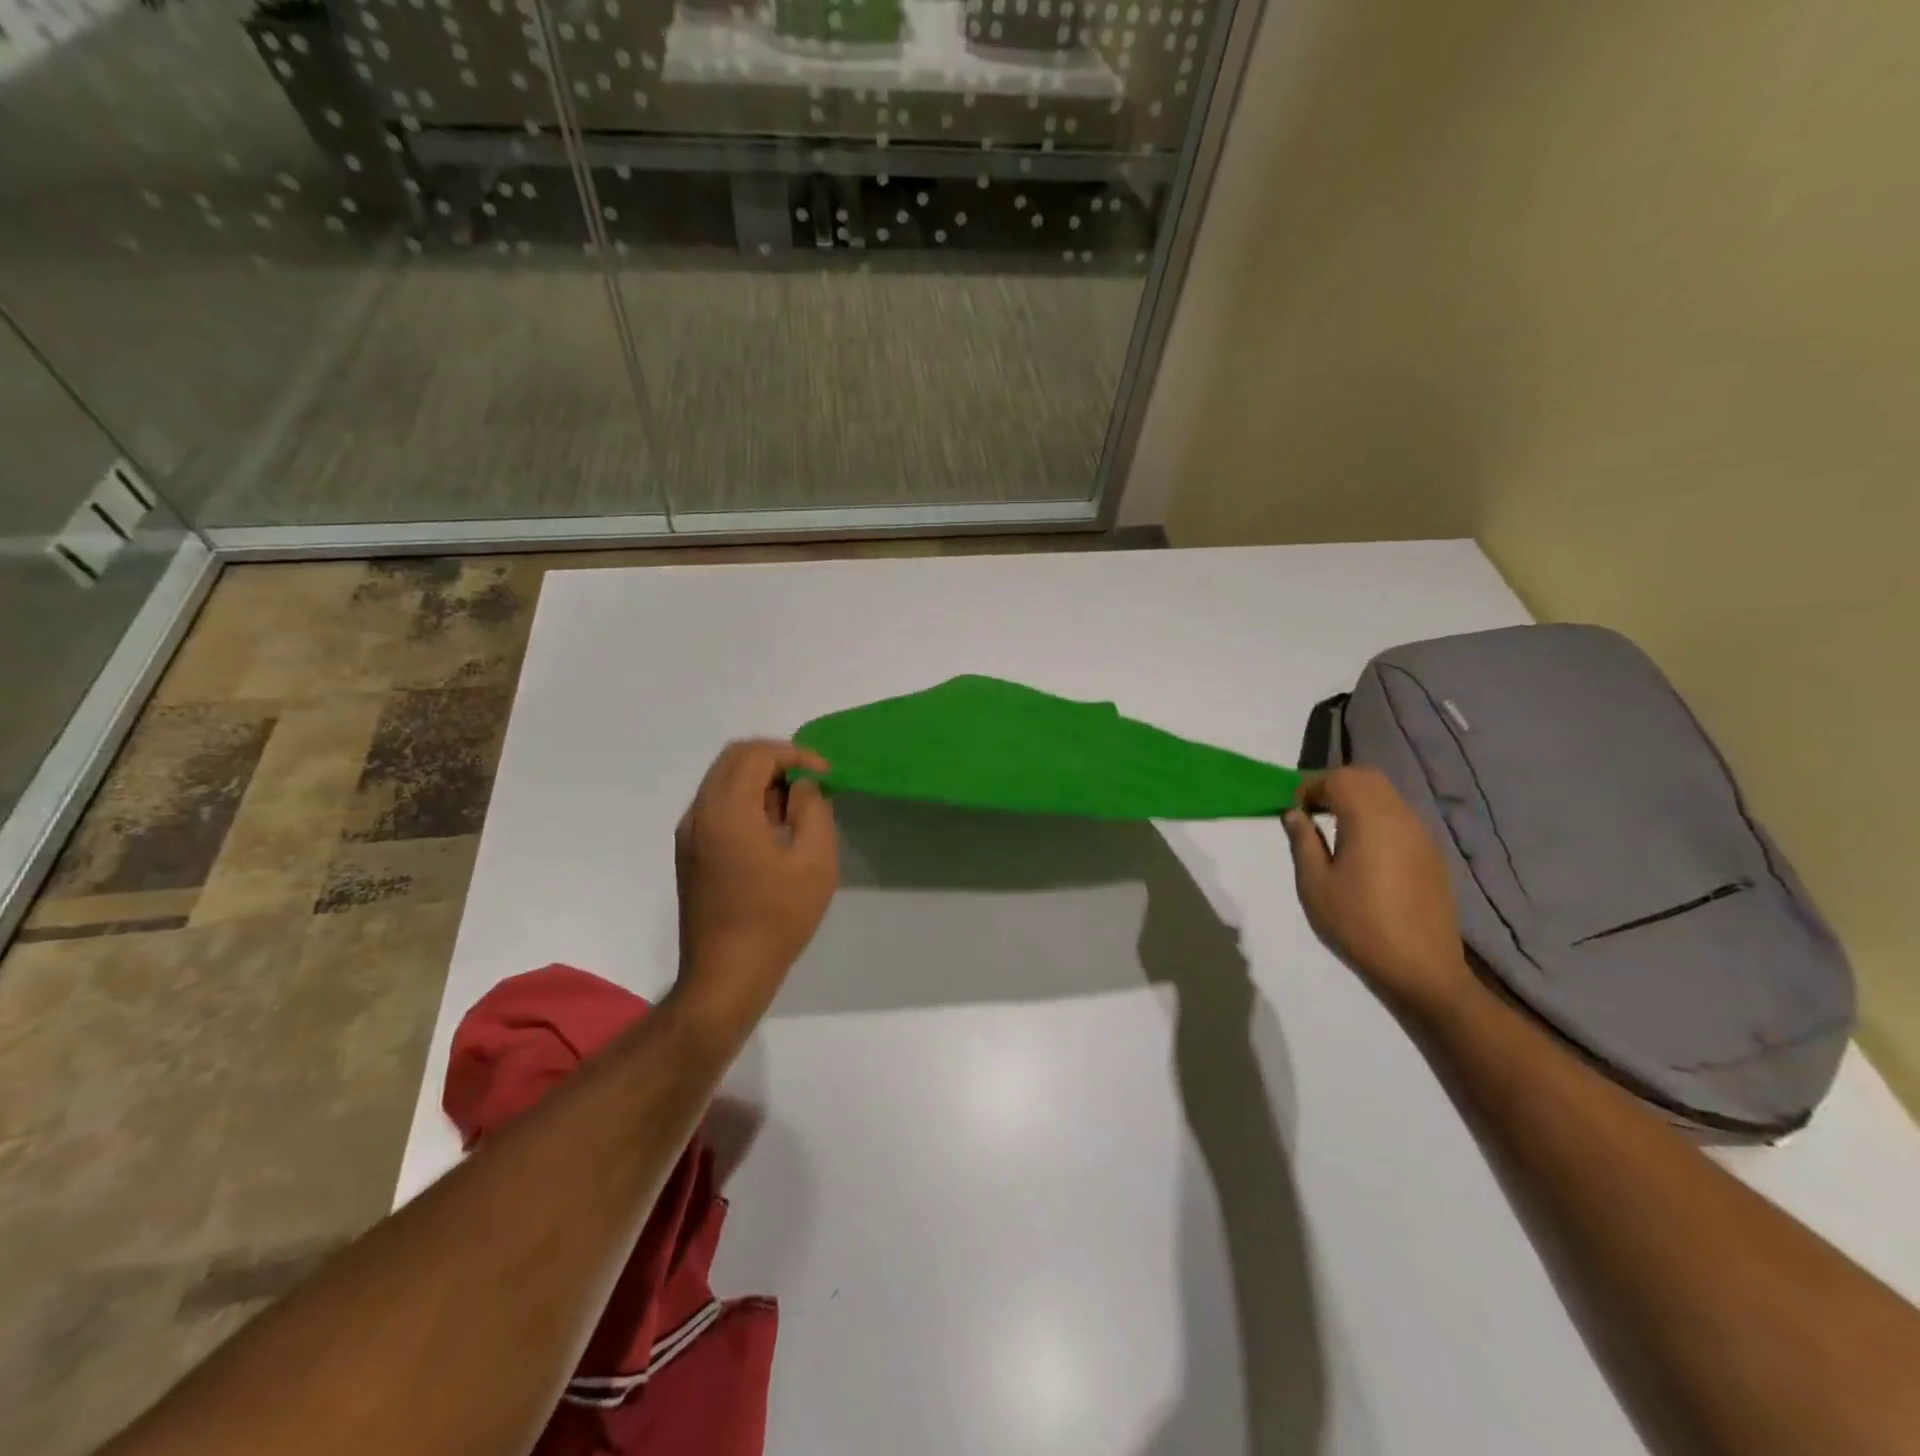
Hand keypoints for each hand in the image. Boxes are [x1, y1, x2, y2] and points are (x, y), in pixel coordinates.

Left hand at [674, 740, 838, 1022]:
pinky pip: (717, 806)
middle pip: (734, 759)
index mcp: (726, 810)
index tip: (825, 775)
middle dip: (776, 760)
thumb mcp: (815, 862)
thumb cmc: (776, 918)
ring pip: (723, 781)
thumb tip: (801, 786)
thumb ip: (812, 809)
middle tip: (811, 782)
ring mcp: (690, 834)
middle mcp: (699, 813)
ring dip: (760, 780)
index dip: (794, 754)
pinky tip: (773, 830)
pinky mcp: (690, 853)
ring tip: (796, 807)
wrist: (726, 975)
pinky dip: (746, 800)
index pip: (756, 754)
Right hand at [1283, 766, 1474, 1026]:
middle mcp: (1400, 817)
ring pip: (1386, 795)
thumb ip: (1303, 841)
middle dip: (1334, 784)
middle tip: (1312, 811)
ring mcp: (1421, 835)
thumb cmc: (1358, 924)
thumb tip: (1294, 813)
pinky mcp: (1430, 853)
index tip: (1293, 810)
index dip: (1310, 787)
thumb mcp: (1315, 884)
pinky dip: (1375, 817)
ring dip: (1356, 799)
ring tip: (1333, 829)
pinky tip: (1361, 849)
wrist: (1420, 969)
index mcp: (1370, 820)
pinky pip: (1399, 817)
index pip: (1339, 779)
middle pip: (1367, 777)